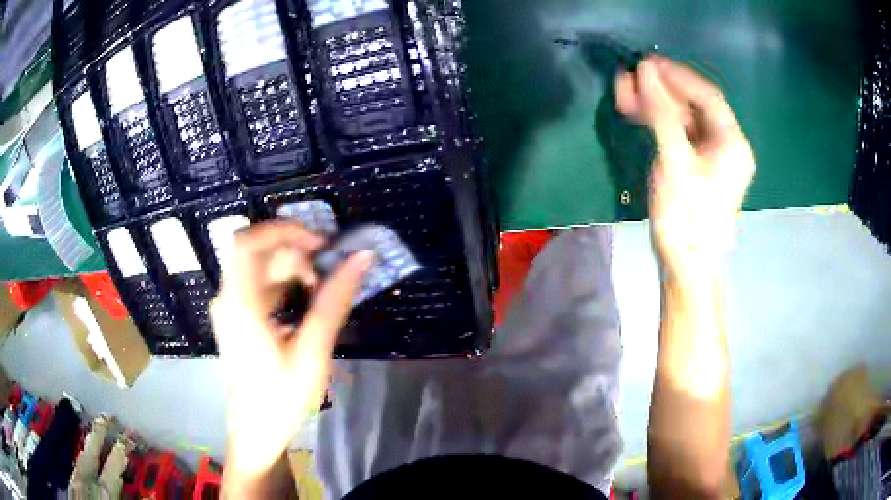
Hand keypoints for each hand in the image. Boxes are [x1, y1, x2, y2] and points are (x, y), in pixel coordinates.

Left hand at [210, 220, 371, 479]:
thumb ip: (334, 302)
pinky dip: (284, 283)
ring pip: (259, 267)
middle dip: (295, 252)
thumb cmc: (282, 398)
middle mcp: (228, 298)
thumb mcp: (313, 352)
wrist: (255, 431)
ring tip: (321, 290)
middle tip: (329, 269)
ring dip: (292, 268)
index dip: (283, 229)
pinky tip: (306, 301)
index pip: (247, 242)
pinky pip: (259, 285)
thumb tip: (361, 259)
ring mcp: (230, 307)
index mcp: (240, 305)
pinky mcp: (237, 316)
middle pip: (257, 252)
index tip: (320, 242)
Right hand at [616, 56, 754, 283]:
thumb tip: (643, 71)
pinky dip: (657, 122)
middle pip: (694, 104)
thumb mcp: (675, 163)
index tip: (646, 62)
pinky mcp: (696, 165)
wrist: (687, 267)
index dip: (677, 75)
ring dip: (655, 103)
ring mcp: (711, 155)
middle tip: (630, 77)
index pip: (707, 95)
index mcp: (733, 143)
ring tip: (624, 92)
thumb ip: (661, 114)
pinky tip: (635, 112)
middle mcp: (726, 145)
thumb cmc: (688, 219)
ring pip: (683, 117)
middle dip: (661, 89)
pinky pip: (677, 133)